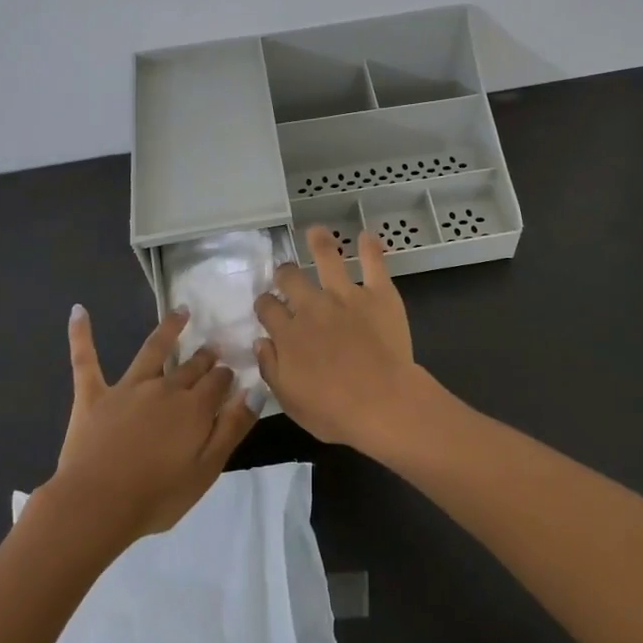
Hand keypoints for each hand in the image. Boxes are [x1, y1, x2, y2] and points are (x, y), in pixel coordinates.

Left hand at [47, 306, 256, 545]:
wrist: (96, 506)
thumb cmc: (156, 496)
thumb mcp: (207, 470)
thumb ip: (232, 428)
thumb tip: (255, 391)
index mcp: (194, 407)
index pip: (219, 381)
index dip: (226, 377)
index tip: (231, 375)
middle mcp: (165, 387)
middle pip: (191, 366)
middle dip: (205, 356)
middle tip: (212, 348)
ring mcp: (128, 387)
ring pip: (152, 349)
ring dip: (169, 328)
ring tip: (181, 311)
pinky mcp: (93, 395)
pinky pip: (86, 360)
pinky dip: (81, 334)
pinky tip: (78, 311)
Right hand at [252, 226, 430, 450]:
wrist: (382, 402)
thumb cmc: (334, 411)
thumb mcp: (290, 401)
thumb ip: (271, 368)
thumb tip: (260, 342)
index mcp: (288, 332)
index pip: (267, 307)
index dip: (265, 303)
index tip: (267, 306)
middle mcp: (312, 306)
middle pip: (290, 277)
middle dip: (285, 273)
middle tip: (287, 273)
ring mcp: (345, 295)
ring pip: (328, 258)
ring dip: (320, 242)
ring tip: (317, 231)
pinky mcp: (378, 294)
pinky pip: (374, 264)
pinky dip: (371, 248)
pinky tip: (367, 235)